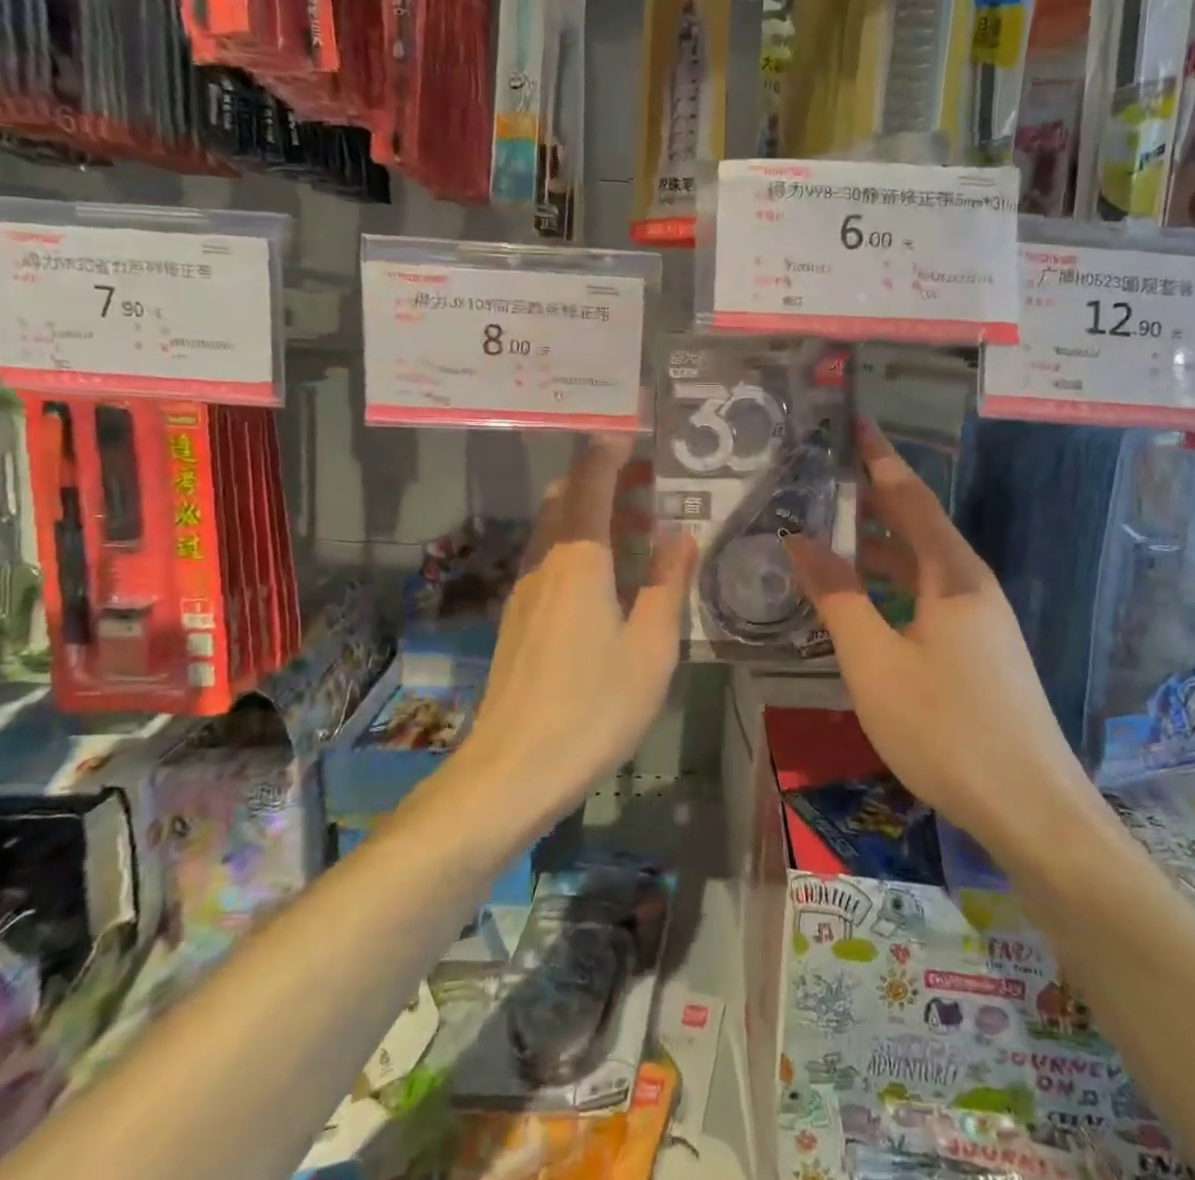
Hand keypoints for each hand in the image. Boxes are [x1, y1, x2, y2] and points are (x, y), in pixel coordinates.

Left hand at [454, 437, 696, 833]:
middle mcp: (545, 560)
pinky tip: (608, 577)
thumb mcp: (652, 648)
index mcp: (580, 557)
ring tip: (640, 526)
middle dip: (605, 475)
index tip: (638, 426)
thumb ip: (668, 584)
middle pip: (567, 494)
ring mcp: (524, 588)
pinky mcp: (517, 616)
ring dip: (592, 510)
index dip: (611, 446)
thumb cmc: (593, 707)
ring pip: (555, 525)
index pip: (590, 477)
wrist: (512, 769)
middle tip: (651, 480)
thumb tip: (682, 534)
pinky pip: (549, 556)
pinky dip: (579, 543)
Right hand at [786, 419, 1088, 837]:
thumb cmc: (946, 729)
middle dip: (873, 497)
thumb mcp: (875, 662)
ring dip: (878, 546)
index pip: (910, 496)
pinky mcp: (981, 651)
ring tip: (829, 534)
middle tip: (823, 477)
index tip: (854, 422)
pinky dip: (891, 584)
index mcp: (953, 575)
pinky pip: (928, 596)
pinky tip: (863, 602)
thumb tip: (801, 539)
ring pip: (922, 564)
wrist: (1032, 811)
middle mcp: (972, 585)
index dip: (879, 457)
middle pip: (919, 525)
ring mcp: (981, 620)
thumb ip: (837, 596)